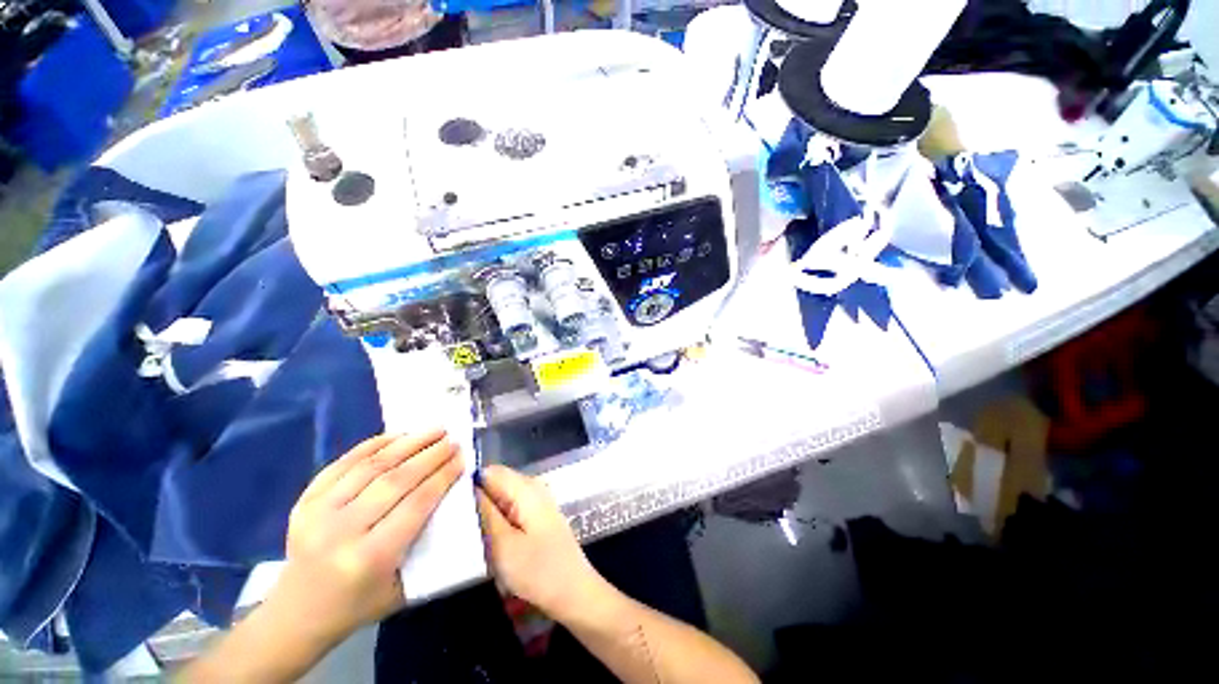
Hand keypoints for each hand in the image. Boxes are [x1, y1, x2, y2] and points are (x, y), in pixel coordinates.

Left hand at [267, 430, 462, 642]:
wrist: (296, 614)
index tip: (462, 458)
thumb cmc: (359, 605)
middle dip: (430, 455)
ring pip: (371, 465)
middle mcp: (341, 531)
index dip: (442, 476)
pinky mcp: (304, 500)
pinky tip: (398, 435)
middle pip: (395, 480)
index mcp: (369, 557)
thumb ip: (430, 543)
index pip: (416, 504)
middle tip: (453, 440)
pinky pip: (344, 463)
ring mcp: (317, 512)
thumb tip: (458, 498)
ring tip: (434, 430)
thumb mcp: (404, 587)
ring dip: (407, 443)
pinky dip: (373, 445)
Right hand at [475, 465, 607, 622]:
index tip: (449, 508)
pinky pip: (510, 510)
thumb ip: (485, 513)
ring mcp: (537, 501)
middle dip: (476, 502)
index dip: (468, 485)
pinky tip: (490, 542)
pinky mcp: (537, 516)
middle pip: (496, 483)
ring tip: (472, 538)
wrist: (573, 592)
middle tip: (460, 528)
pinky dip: (498, 522)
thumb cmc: (539, 571)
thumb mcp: (503, 545)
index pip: (490, 472)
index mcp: (526, 488)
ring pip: (501, 498)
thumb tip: (468, 487)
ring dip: (486, 515)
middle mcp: (533, 487)